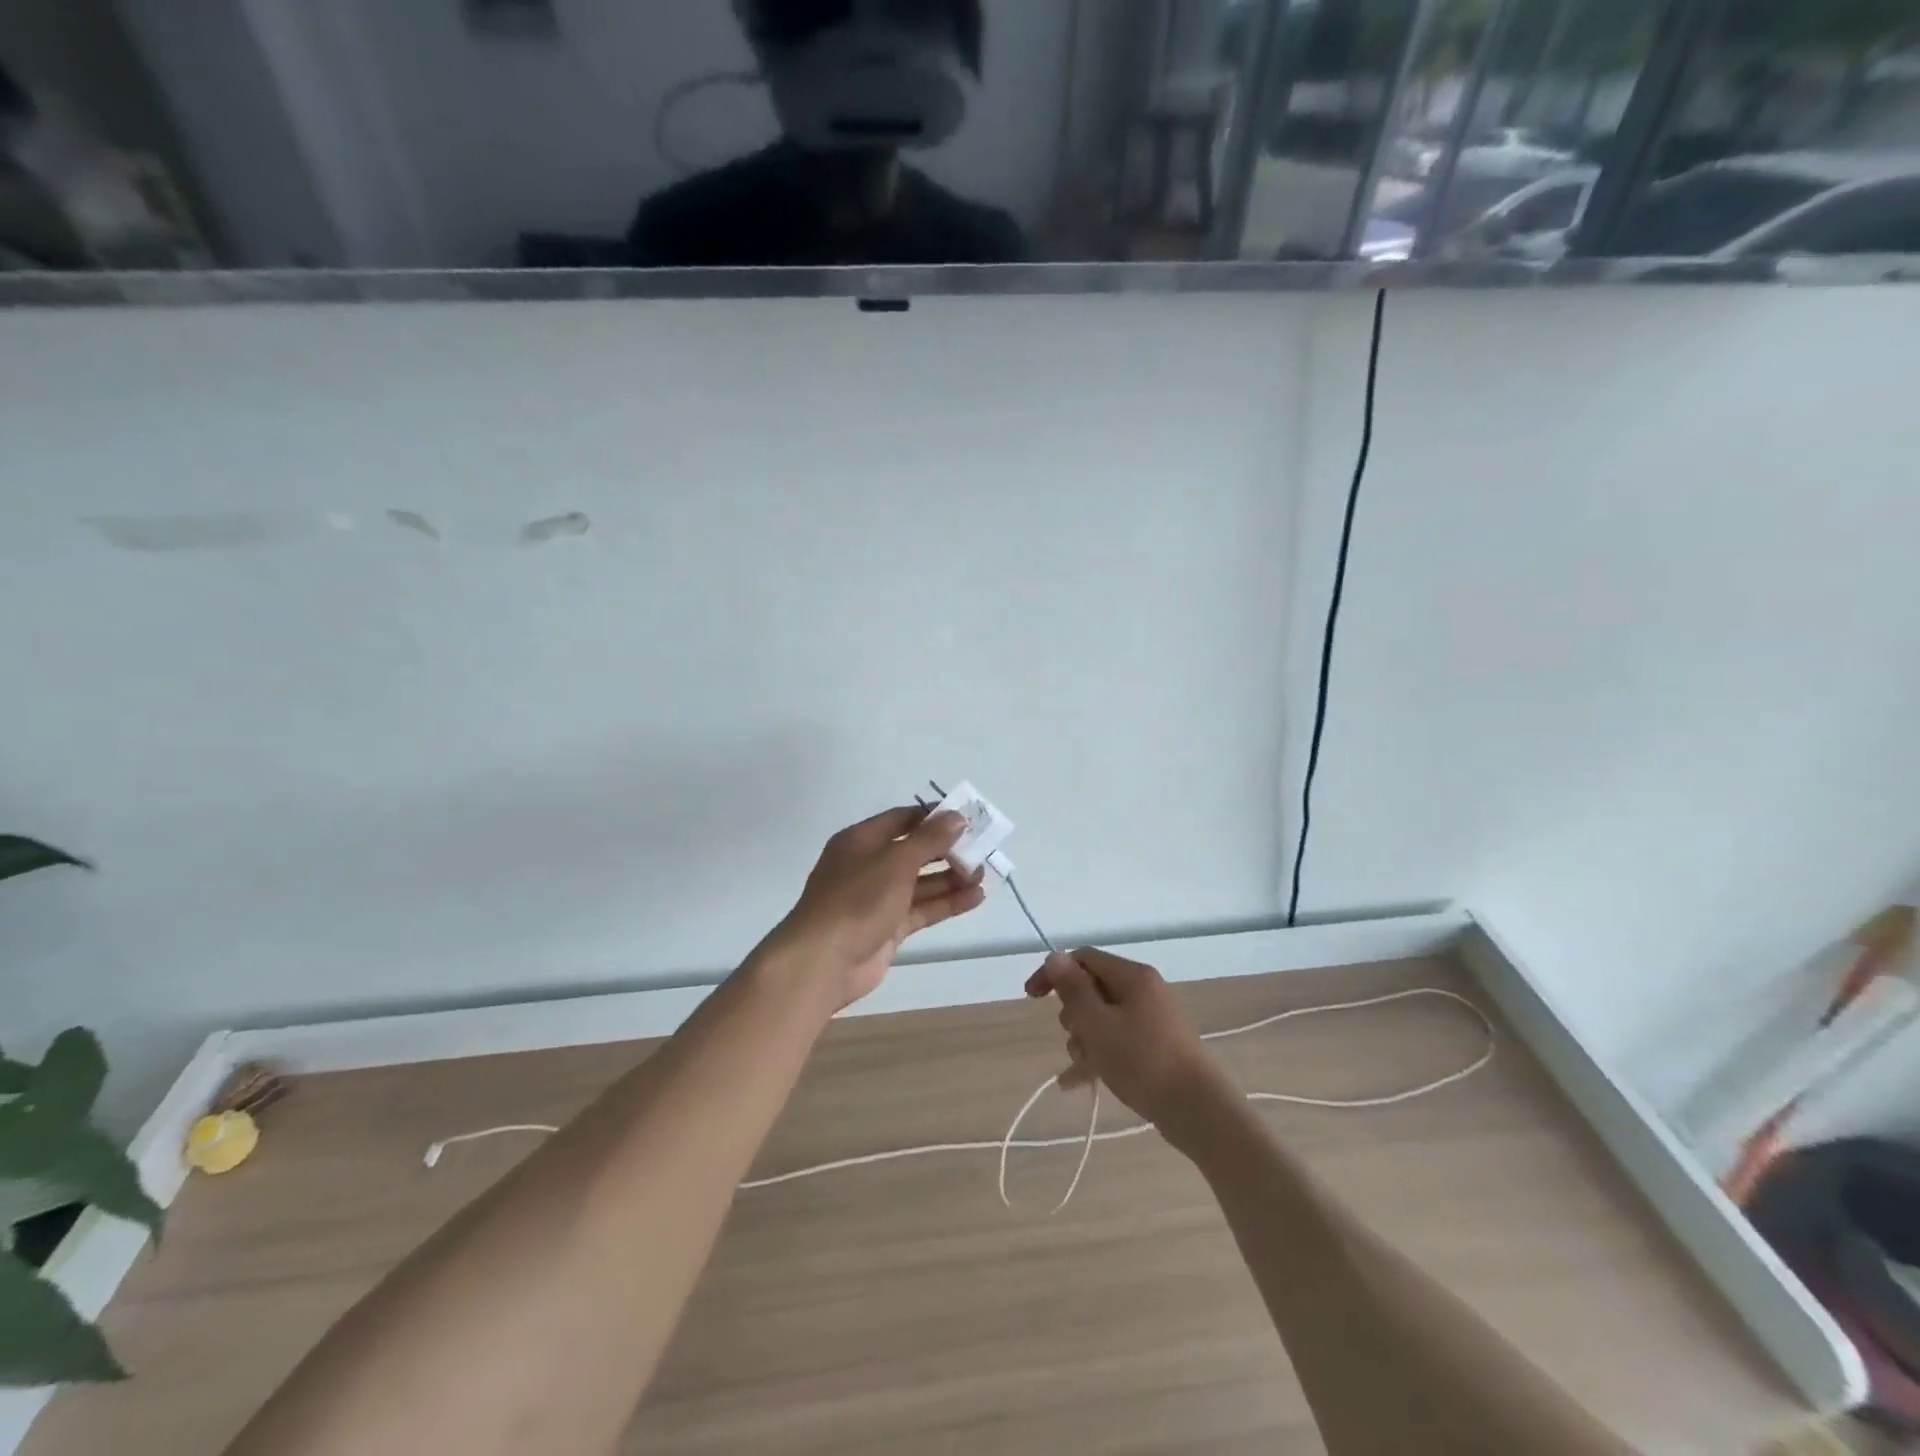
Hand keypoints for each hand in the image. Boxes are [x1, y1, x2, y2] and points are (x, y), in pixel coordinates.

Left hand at [757, 807, 985, 1013]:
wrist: (823, 962)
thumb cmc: (857, 899)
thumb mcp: (895, 861)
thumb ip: (929, 839)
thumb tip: (956, 817)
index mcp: (862, 841)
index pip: (903, 819)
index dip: (934, 817)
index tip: (967, 817)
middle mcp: (869, 866)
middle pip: (914, 851)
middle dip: (947, 850)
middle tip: (981, 849)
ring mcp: (877, 899)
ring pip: (920, 883)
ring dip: (951, 878)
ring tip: (983, 875)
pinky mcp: (888, 928)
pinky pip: (922, 909)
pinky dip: (947, 903)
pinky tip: (976, 898)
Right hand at [1025, 949, 1236, 1144]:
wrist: (1199, 1110)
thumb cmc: (1143, 1061)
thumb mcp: (1098, 1024)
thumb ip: (1073, 989)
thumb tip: (1054, 956)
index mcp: (1132, 976)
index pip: (1083, 958)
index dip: (1054, 974)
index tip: (1031, 998)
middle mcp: (1144, 990)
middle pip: (1093, 989)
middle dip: (1073, 1014)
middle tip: (1075, 1038)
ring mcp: (1152, 1019)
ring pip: (1103, 1018)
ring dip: (1085, 1039)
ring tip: (1085, 1067)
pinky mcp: (1157, 1046)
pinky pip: (1117, 1041)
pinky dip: (1099, 1055)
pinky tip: (1077, 1083)